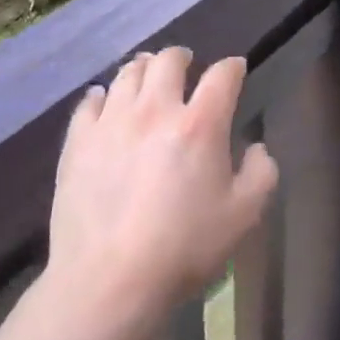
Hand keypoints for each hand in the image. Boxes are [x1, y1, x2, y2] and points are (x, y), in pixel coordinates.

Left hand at [46, 48, 277, 335]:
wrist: (108, 282)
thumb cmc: (183, 249)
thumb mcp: (243, 217)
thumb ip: (261, 174)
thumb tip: (256, 148)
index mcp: (200, 124)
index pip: (222, 75)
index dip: (232, 67)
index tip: (235, 70)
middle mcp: (155, 110)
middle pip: (168, 60)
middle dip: (182, 57)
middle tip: (186, 66)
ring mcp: (111, 122)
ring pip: (128, 73)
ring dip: (143, 69)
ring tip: (147, 77)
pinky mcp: (78, 141)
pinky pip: (89, 102)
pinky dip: (102, 96)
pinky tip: (104, 102)